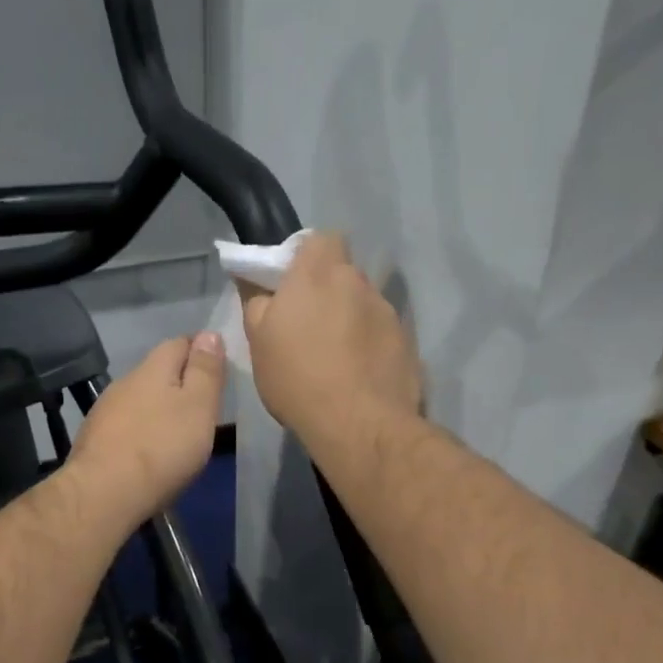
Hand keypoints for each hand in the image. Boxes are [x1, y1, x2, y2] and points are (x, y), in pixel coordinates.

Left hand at [69, 332, 226, 525]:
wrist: (103, 494)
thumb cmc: (161, 447)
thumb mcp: (198, 406)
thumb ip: (205, 371)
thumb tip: (209, 333)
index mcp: (152, 368)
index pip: (179, 342)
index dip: (201, 350)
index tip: (218, 369)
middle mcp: (125, 382)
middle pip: (158, 371)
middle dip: (180, 381)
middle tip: (204, 404)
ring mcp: (105, 411)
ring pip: (140, 399)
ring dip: (159, 408)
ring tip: (179, 431)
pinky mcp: (95, 439)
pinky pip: (126, 425)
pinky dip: (142, 430)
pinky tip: (150, 450)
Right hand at [241, 232, 421, 441]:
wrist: (360, 424)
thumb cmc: (297, 377)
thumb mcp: (258, 342)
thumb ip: (256, 301)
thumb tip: (255, 280)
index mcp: (318, 274)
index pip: (320, 239)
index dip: (306, 256)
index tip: (291, 284)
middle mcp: (358, 283)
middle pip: (342, 273)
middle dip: (327, 291)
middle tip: (307, 325)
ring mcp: (387, 312)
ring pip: (363, 304)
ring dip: (349, 319)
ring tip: (334, 357)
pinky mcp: (407, 342)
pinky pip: (381, 333)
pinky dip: (369, 346)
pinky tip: (357, 375)